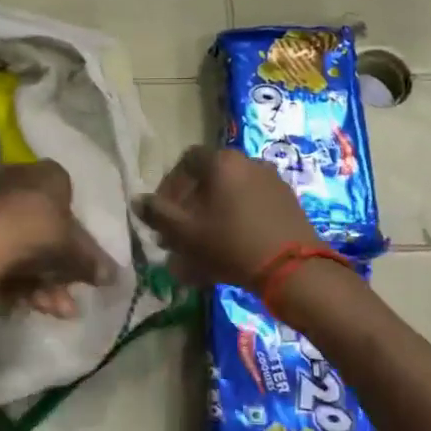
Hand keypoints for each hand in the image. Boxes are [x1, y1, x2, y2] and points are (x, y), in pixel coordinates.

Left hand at [0, 160, 116, 318]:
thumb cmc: (37, 234)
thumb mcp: (74, 252)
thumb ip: (93, 263)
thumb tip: (112, 276)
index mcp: (48, 174)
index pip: (68, 198)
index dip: (76, 235)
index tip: (77, 263)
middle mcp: (18, 179)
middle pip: (44, 230)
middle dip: (57, 272)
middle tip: (64, 301)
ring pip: (21, 245)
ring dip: (38, 282)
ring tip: (46, 310)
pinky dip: (12, 277)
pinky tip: (18, 303)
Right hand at [135, 146, 320, 289]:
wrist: (293, 269)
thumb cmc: (230, 243)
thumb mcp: (184, 232)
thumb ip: (157, 213)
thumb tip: (137, 200)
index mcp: (222, 162)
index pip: (186, 161)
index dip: (169, 186)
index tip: (162, 214)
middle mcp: (249, 163)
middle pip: (209, 182)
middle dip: (189, 209)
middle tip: (178, 238)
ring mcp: (272, 183)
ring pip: (229, 199)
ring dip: (210, 220)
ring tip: (200, 253)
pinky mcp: (288, 205)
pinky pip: (250, 210)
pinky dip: (234, 226)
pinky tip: (227, 255)